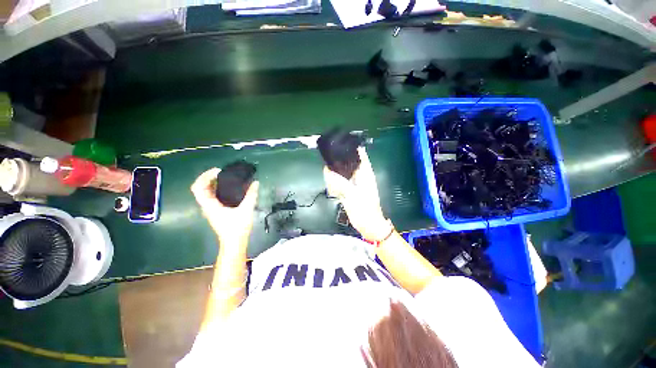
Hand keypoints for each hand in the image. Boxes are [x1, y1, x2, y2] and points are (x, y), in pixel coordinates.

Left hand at [191, 168, 258, 245]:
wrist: (234, 243)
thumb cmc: (237, 228)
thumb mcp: (246, 209)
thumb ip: (251, 195)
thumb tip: (256, 183)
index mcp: (210, 205)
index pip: (198, 187)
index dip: (205, 176)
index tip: (218, 171)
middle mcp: (207, 206)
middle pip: (201, 188)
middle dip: (209, 178)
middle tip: (223, 172)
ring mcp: (211, 209)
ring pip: (206, 193)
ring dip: (213, 183)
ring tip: (227, 178)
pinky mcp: (216, 212)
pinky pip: (212, 197)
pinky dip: (218, 189)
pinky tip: (230, 188)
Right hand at [323, 147, 392, 240]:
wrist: (368, 225)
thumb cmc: (364, 209)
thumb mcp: (352, 194)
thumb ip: (340, 182)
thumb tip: (328, 170)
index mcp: (366, 174)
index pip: (361, 156)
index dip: (354, 148)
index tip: (343, 143)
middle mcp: (361, 177)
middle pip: (351, 163)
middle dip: (341, 160)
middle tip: (330, 156)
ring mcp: (355, 184)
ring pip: (345, 173)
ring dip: (337, 171)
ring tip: (328, 168)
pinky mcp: (351, 191)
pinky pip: (342, 183)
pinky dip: (336, 181)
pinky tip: (330, 182)